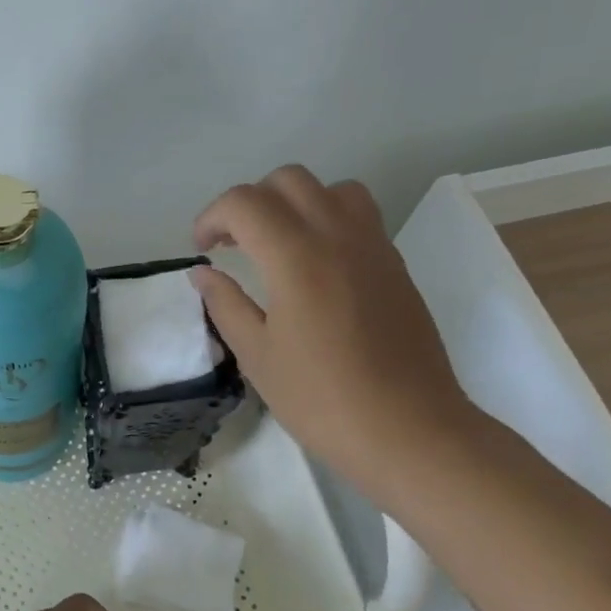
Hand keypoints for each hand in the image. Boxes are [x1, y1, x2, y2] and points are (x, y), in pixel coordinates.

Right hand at [192, 165, 476, 504]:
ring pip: (331, 189)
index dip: (211, 217)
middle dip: (249, 202)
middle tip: (232, 244)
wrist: (409, 430)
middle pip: (288, 180)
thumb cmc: (321, 399)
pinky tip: (313, 267)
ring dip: (293, 203)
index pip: (244, 202)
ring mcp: (374, 246)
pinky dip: (325, 220)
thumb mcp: (257, 356)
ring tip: (276, 245)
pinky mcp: (395, 265)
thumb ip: (225, 304)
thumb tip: (203, 273)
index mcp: (296, 256)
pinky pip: (358, 216)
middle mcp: (338, 236)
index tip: (201, 250)